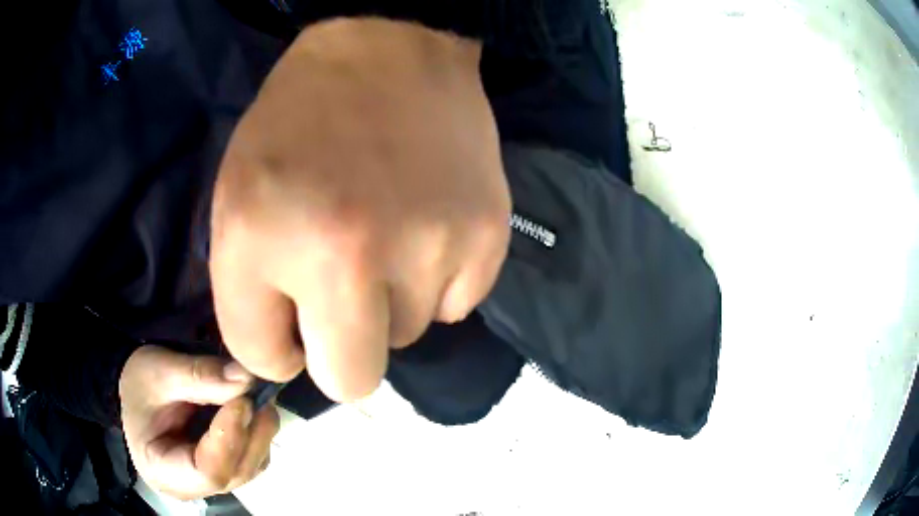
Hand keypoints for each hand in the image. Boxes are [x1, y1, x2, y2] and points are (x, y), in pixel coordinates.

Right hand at [119, 346, 278, 500]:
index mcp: (162, 472)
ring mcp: (211, 482)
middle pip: (234, 473)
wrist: (137, 389)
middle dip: (250, 434)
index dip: (229, 439)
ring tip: (256, 396)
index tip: (242, 402)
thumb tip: (245, 377)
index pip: (208, 472)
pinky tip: (252, 407)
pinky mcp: (224, 470)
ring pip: (248, 467)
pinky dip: (257, 433)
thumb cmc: (139, 383)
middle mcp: (192, 488)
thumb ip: (199, 375)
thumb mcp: (158, 371)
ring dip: (259, 433)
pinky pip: (251, 458)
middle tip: (258, 394)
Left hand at [210, 19, 510, 400]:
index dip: (275, 343)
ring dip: (389, 304)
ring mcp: (429, 246)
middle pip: (350, 382)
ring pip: (405, 337)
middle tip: (340, 301)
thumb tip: (296, 358)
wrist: (387, 47)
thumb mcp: (236, 203)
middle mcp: (347, 253)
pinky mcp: (486, 237)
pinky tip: (426, 225)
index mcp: (264, 237)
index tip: (286, 313)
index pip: (265, 359)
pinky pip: (453, 307)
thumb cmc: (296, 124)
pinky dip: (435, 282)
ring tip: (387, 234)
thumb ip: (249, 295)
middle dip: (338, 355)